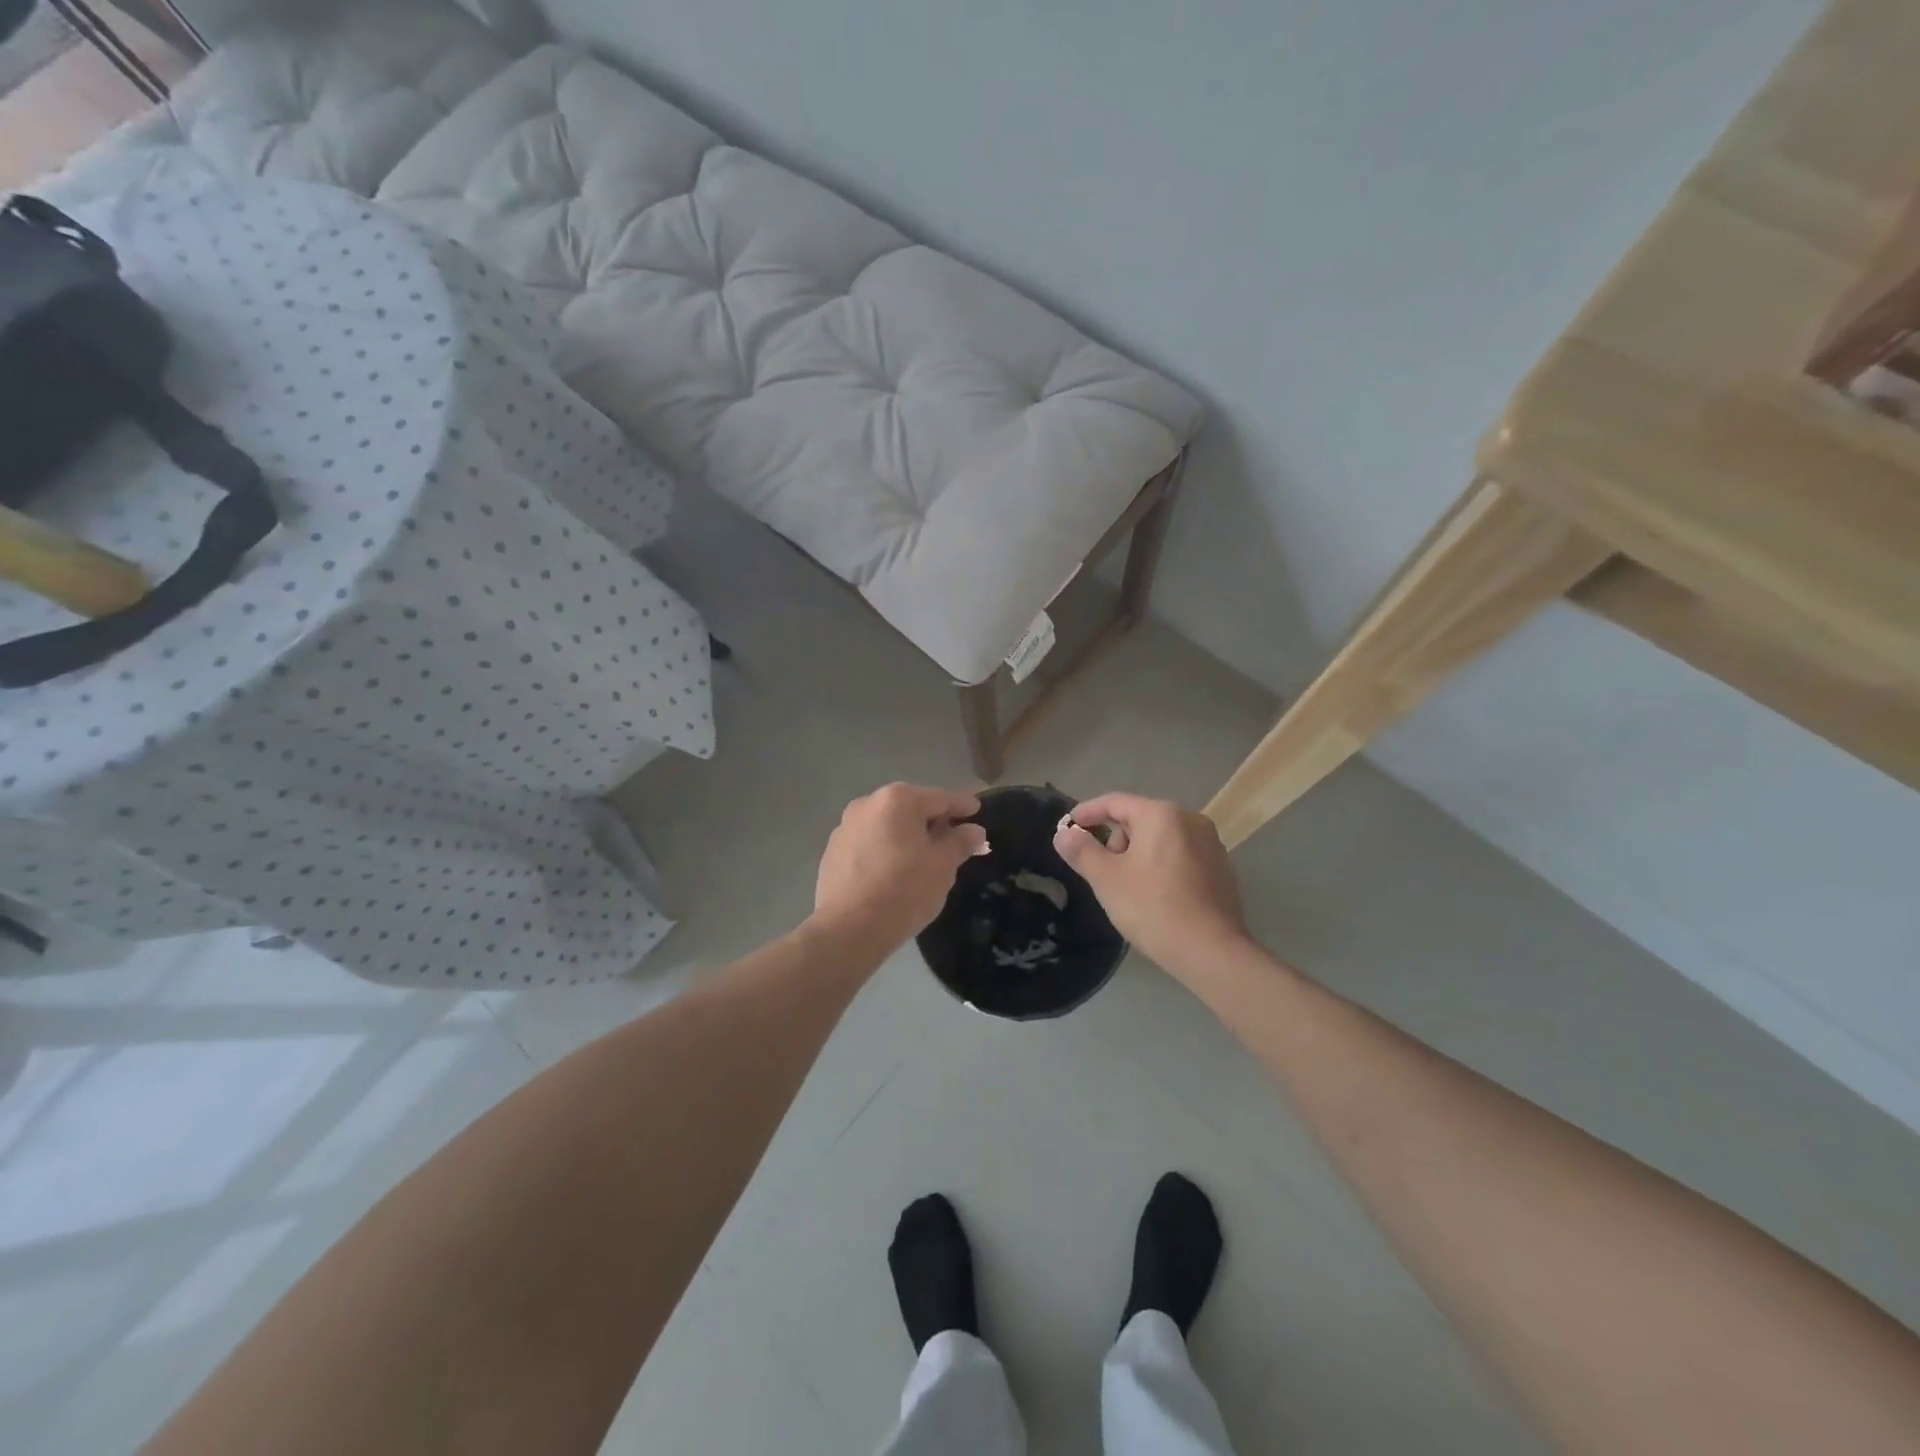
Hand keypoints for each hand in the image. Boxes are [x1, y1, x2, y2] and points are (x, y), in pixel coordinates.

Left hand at [812, 783, 988, 949]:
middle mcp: (868, 804)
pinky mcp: (833, 851)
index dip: (962, 805)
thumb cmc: (903, 890)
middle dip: (934, 821)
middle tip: (955, 839)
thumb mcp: (942, 866)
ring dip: (908, 836)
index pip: (940, 798)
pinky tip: (895, 872)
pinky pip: (870, 843)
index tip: (977, 810)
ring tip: (925, 858)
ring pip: (888, 825)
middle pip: (911, 808)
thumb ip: (960, 842)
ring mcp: (846, 827)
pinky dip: (887, 850)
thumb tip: (974, 830)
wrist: (847, 930)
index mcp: (898, 799)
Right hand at [1053, 792, 1249, 978]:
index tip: (1067, 827)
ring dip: (1138, 856)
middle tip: (1104, 874)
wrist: (1211, 951)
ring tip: (1131, 890)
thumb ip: (1081, 850)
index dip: (1087, 813)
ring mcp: (1211, 844)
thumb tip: (1064, 832)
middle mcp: (1191, 820)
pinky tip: (1157, 898)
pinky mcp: (1221, 869)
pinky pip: (1180, 857)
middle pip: (1139, 820)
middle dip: (1116, 842)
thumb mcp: (1106, 878)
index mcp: (1162, 814)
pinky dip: (1162, 868)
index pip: (1115, 802)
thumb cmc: (1153, 907)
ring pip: (1160, 840)